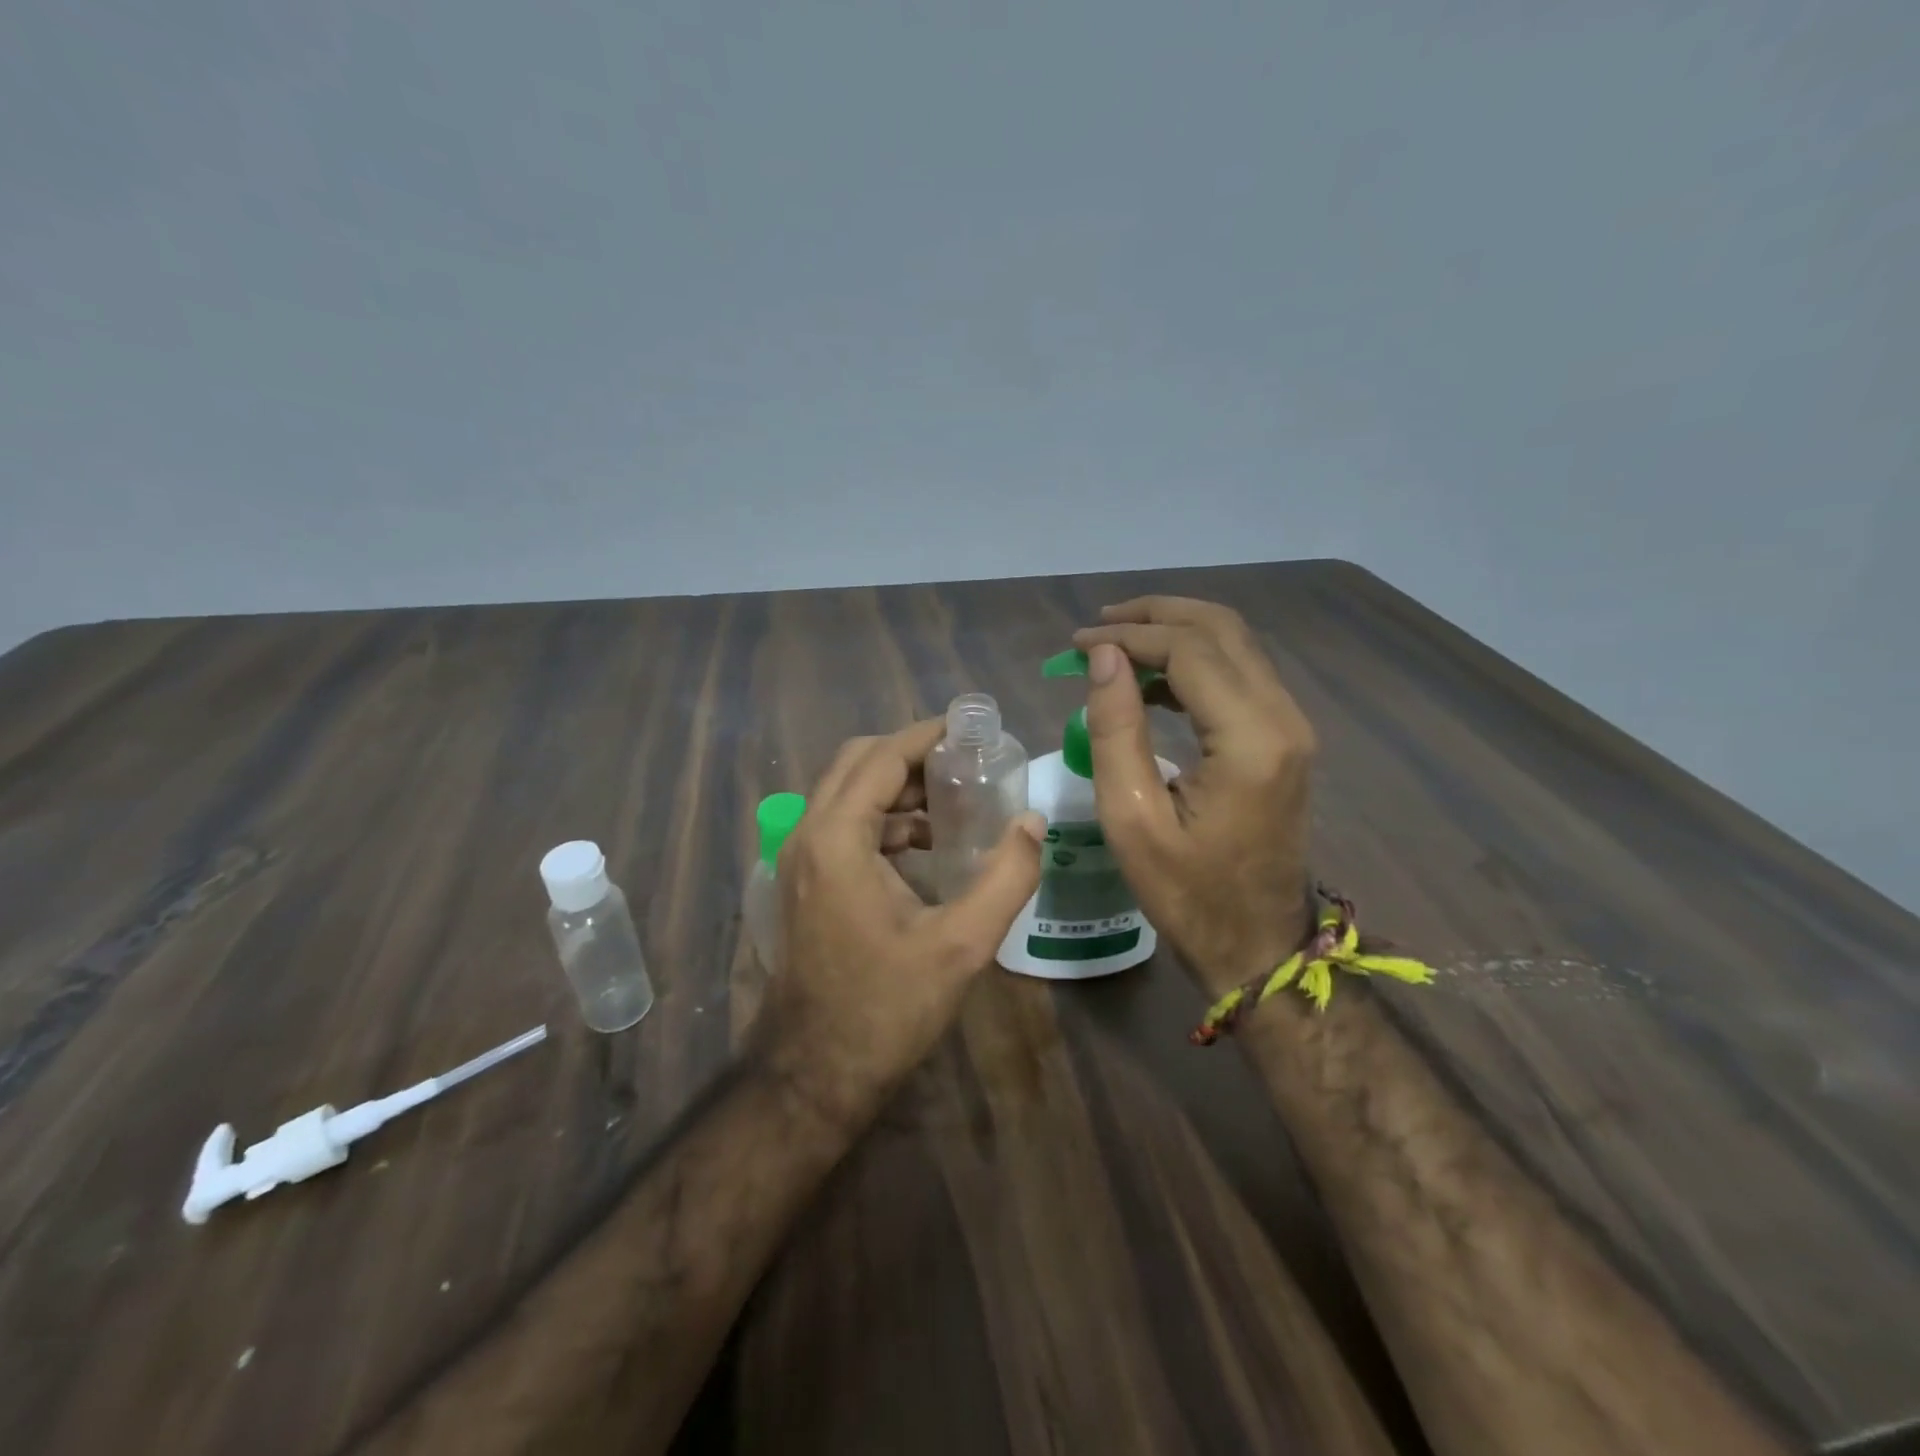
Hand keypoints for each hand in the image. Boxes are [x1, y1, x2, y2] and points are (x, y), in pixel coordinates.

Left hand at [760, 718, 1045, 1127]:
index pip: (882, 756)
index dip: (928, 735)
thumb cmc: (886, 1007)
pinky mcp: (804, 881)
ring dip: (896, 786)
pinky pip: (843, 824)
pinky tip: (926, 845)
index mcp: (838, 838)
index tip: (972, 730)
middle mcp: (808, 834)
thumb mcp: (961, 944)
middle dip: (911, 754)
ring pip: (847, 792)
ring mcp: (799, 858)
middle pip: (857, 762)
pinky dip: (882, 819)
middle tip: (966, 763)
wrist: (815, 1072)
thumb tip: (1035, 823)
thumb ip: (1006, 877)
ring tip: (955, 801)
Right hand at [1073, 597, 1316, 993]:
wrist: (1257, 943)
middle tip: (1098, 626)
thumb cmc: (1187, 892)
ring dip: (1175, 633)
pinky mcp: (1284, 738)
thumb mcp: (1131, 817)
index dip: (1129, 636)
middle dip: (1155, 616)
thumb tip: (1102, 656)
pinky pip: (1239, 675)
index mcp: (1251, 739)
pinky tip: (1150, 681)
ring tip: (1115, 644)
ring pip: (1235, 645)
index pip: (1190, 650)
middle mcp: (1283, 717)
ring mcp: (1290, 726)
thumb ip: (1115, 729)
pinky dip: (1193, 662)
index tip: (1077, 644)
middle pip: (1222, 629)